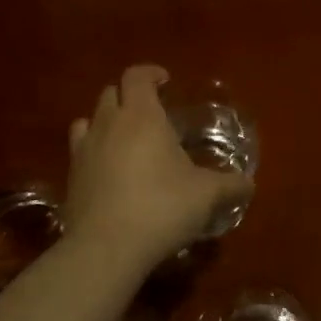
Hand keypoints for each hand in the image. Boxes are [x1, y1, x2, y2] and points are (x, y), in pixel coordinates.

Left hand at [61, 65, 253, 273]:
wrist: (106, 248)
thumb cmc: (161, 208)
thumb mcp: (206, 195)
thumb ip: (230, 185)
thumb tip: (249, 184)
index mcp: (142, 116)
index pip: (137, 76)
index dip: (151, 73)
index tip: (166, 82)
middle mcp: (108, 124)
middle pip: (111, 93)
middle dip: (130, 96)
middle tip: (152, 114)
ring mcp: (84, 150)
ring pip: (89, 119)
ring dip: (106, 121)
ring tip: (126, 139)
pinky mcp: (71, 177)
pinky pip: (79, 150)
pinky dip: (93, 150)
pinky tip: (109, 171)